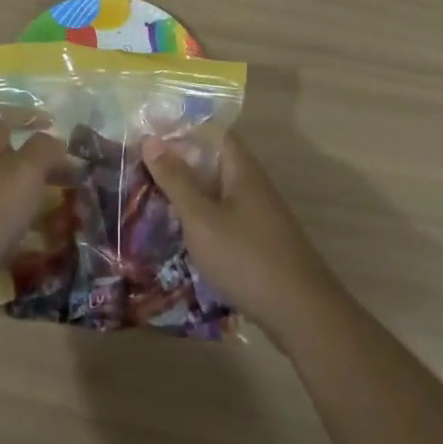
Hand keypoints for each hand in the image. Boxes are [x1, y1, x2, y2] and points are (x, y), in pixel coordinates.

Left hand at [0, 108, 66, 306]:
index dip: (23, 113)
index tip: (52, 123)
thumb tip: (55, 141)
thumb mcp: (24, 171)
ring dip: (33, 194)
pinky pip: (1, 220)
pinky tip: (38, 239)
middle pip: (8, 155)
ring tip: (64, 209)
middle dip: (39, 162)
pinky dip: (21, 224)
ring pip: (6, 189)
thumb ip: (43, 151)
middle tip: (72, 176)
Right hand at [143, 131, 340, 336]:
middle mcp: (254, 185)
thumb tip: (151, 139)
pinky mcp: (260, 241)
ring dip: (189, 192)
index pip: (213, 132)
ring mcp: (260, 215)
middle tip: (140, 168)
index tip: (149, 135)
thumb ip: (176, 180)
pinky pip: (225, 216)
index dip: (183, 129)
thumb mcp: (201, 219)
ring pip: (218, 191)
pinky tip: (182, 233)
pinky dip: (202, 217)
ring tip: (152, 198)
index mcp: (242, 170)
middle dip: (180, 162)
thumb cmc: (246, 258)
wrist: (301, 314)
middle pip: (214, 162)